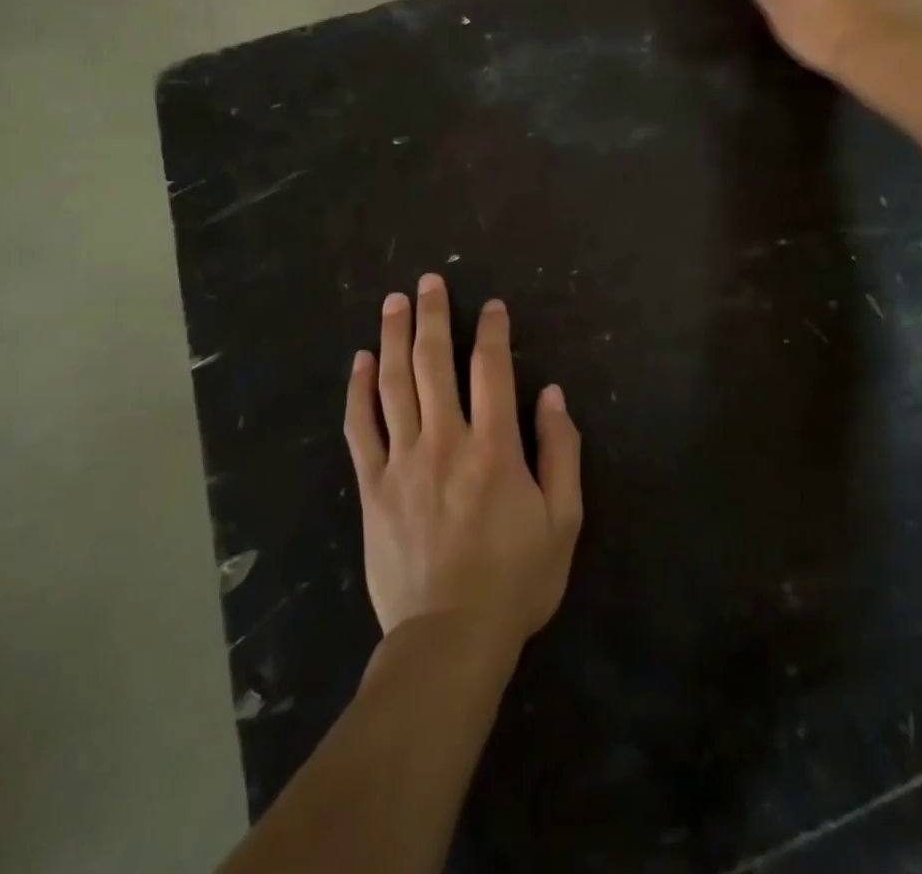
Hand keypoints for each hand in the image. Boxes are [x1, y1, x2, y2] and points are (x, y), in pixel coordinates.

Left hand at [345, 274, 582, 656]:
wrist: (449, 641)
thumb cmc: (515, 580)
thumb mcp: (563, 520)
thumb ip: (561, 451)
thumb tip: (552, 394)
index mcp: (495, 447)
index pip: (491, 369)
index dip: (492, 331)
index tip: (490, 305)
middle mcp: (445, 441)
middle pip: (434, 363)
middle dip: (433, 316)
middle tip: (428, 281)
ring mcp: (402, 461)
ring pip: (394, 385)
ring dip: (394, 338)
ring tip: (393, 302)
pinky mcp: (372, 486)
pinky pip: (360, 428)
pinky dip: (358, 391)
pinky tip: (360, 361)